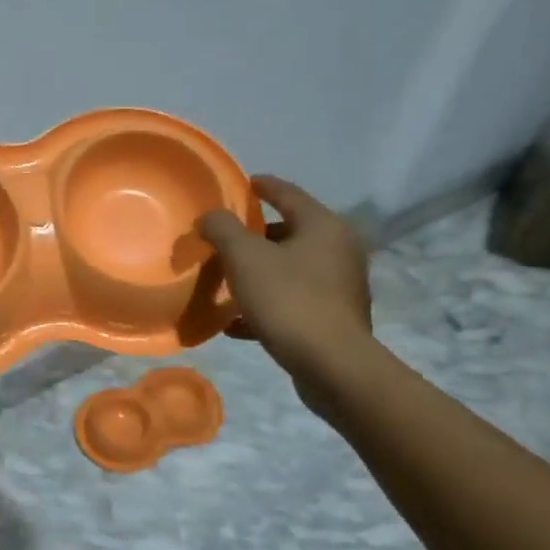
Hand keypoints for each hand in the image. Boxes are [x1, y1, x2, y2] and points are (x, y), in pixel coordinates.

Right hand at [198, 175, 373, 403]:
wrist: (332, 365)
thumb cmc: (288, 300)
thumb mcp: (245, 258)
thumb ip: (222, 229)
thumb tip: (209, 217)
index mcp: (323, 226)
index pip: (288, 194)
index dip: (262, 186)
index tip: (242, 183)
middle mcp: (339, 250)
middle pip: (290, 233)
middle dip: (255, 237)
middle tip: (224, 240)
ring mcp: (340, 286)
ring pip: (290, 270)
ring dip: (259, 273)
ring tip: (226, 282)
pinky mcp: (334, 318)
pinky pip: (293, 301)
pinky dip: (266, 304)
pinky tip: (237, 323)